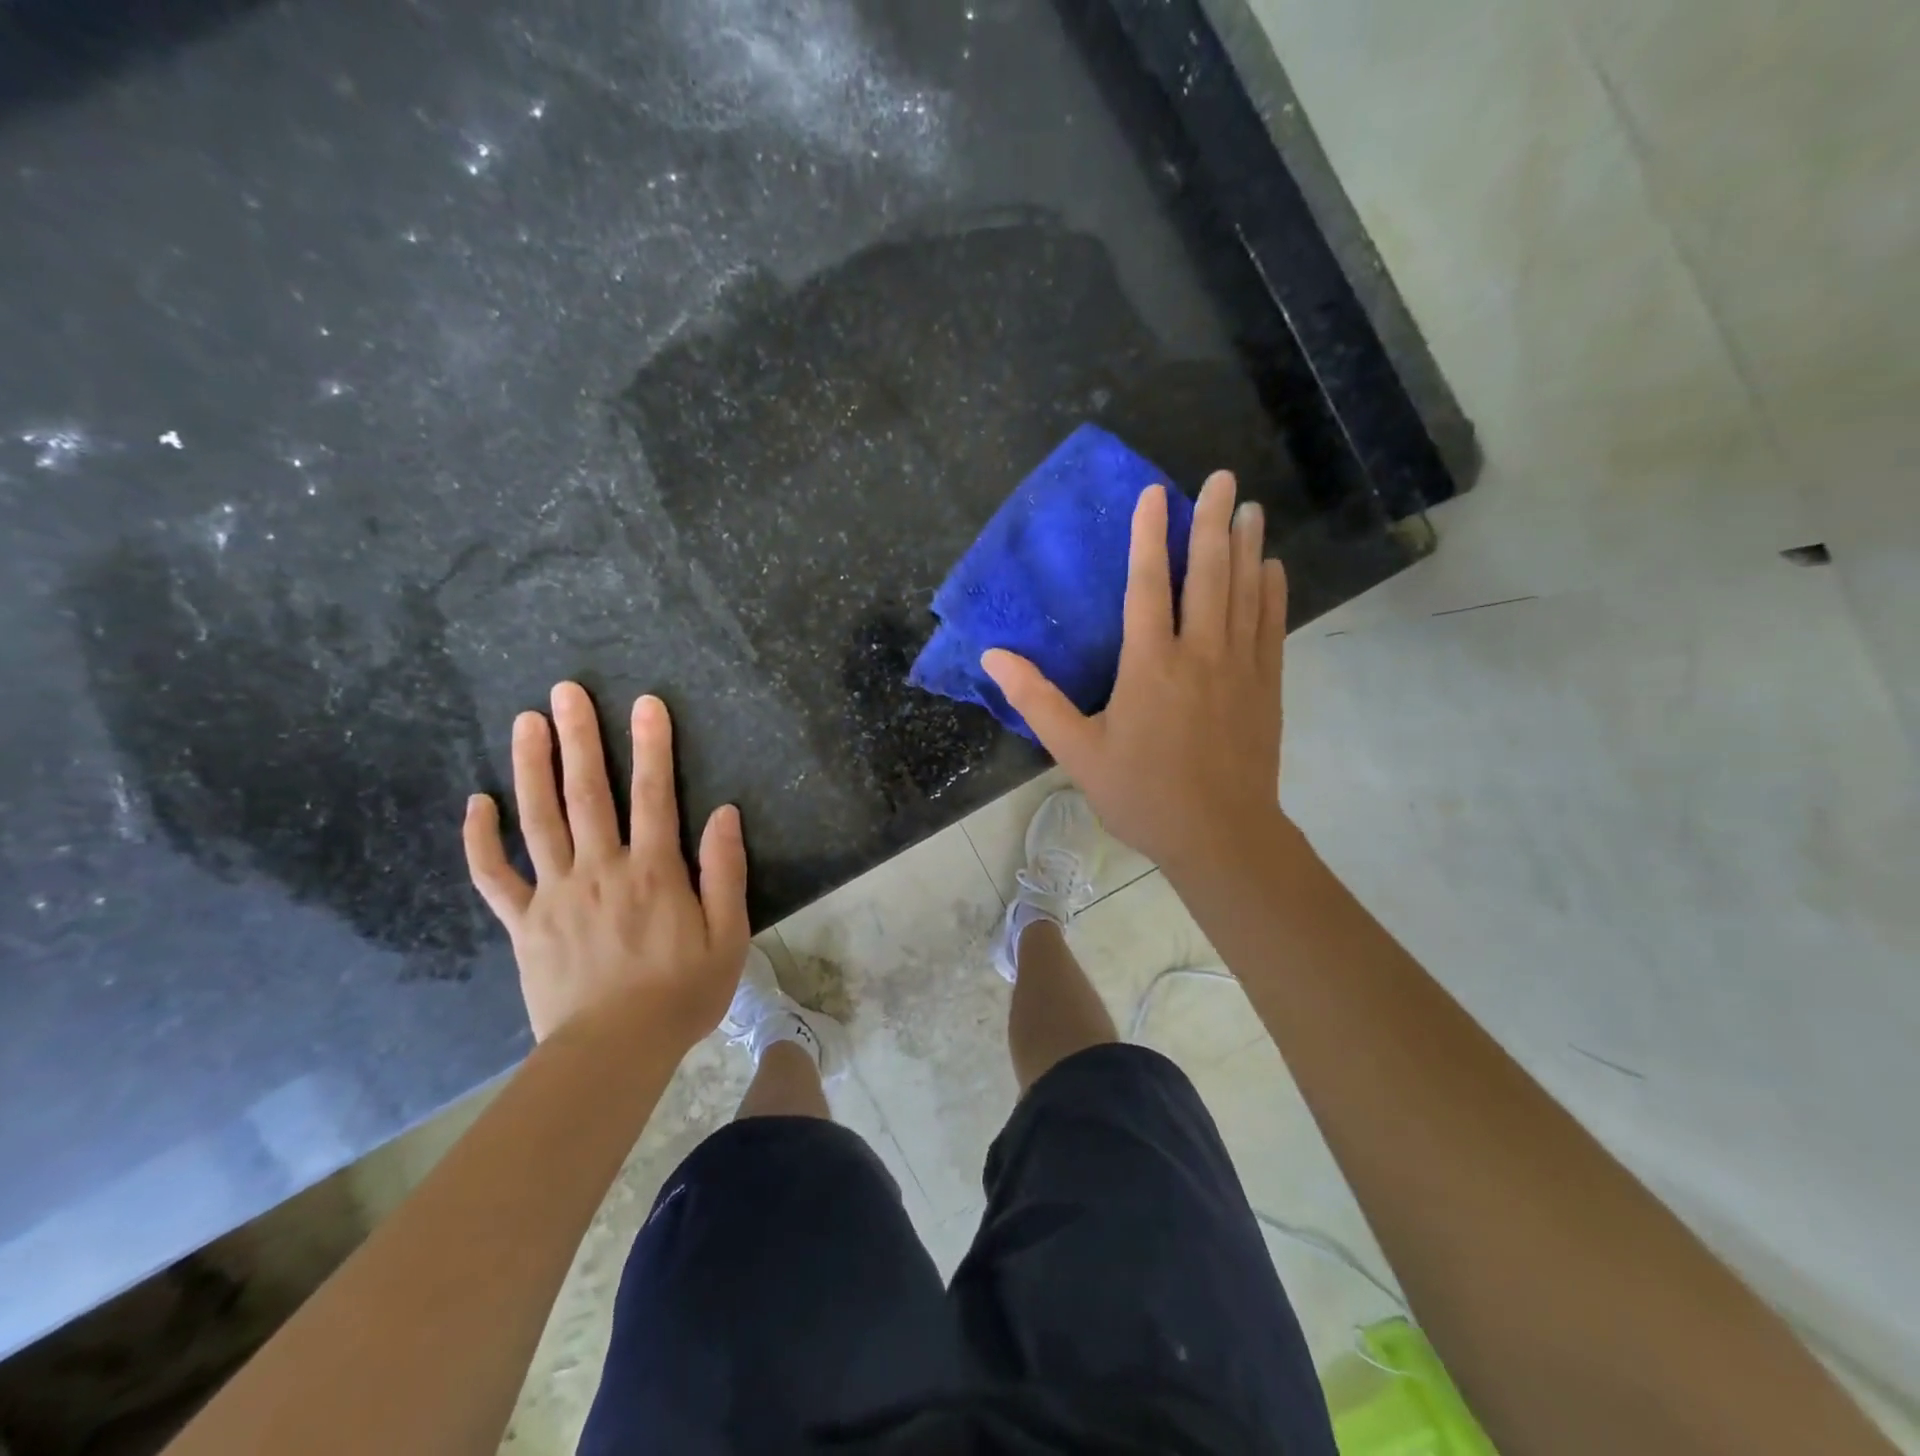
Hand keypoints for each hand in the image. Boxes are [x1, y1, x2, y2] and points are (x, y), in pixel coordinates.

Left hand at [463, 682, 749, 1048]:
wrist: (613, 1052)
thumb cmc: (681, 994)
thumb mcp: (728, 936)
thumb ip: (726, 872)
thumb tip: (725, 814)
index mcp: (653, 872)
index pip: (655, 795)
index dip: (653, 746)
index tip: (646, 703)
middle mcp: (601, 869)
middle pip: (588, 793)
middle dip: (580, 738)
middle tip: (566, 691)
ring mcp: (555, 894)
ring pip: (539, 820)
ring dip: (532, 768)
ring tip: (525, 722)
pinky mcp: (523, 924)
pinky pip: (495, 877)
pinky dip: (481, 840)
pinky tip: (477, 803)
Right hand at [982, 474, 1288, 879]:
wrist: (1220, 836)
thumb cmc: (1142, 794)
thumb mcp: (1077, 752)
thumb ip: (1036, 701)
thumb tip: (993, 657)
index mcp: (1150, 665)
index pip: (1148, 585)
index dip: (1148, 536)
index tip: (1154, 494)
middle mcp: (1200, 653)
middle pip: (1208, 574)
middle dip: (1211, 522)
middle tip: (1221, 479)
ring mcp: (1240, 667)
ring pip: (1245, 592)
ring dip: (1246, 546)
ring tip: (1249, 508)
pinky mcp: (1266, 686)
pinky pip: (1271, 626)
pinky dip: (1272, 592)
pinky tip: (1271, 567)